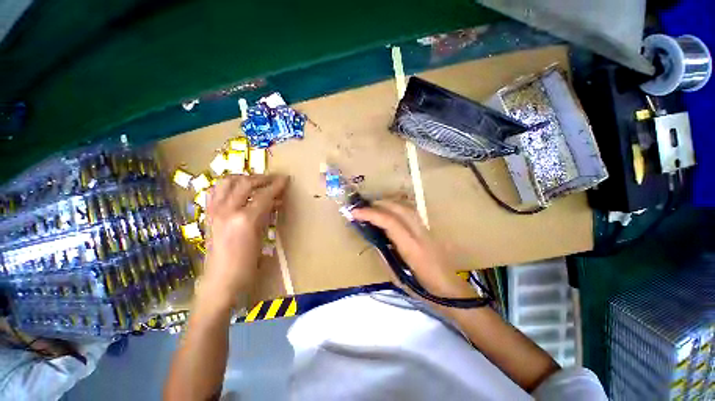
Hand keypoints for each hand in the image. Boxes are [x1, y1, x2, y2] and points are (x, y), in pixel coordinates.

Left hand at [200, 175, 288, 304]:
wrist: (220, 282)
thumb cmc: (247, 265)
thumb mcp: (262, 238)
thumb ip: (267, 216)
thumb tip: (275, 202)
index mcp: (245, 219)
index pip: (264, 194)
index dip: (276, 185)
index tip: (285, 179)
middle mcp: (227, 210)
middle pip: (245, 183)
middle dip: (261, 178)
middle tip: (272, 180)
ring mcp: (214, 211)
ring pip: (226, 182)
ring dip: (242, 178)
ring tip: (254, 182)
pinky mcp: (208, 215)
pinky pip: (215, 192)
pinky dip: (227, 186)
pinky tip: (236, 191)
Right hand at [351, 200, 473, 298]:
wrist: (453, 293)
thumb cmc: (426, 292)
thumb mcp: (399, 280)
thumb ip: (385, 258)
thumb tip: (373, 241)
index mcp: (412, 249)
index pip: (390, 223)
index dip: (371, 214)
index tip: (355, 213)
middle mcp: (421, 235)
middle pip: (400, 209)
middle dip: (379, 204)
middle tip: (362, 208)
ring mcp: (427, 231)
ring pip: (407, 207)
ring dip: (389, 203)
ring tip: (374, 207)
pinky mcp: (429, 231)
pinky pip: (411, 212)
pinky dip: (397, 208)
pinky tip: (390, 212)